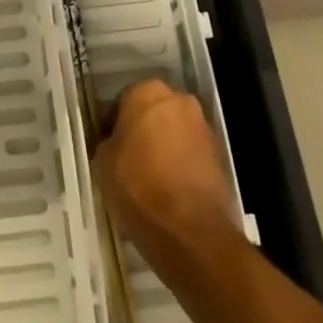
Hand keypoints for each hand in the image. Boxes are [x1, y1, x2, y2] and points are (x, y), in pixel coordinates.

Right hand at [94, 79, 241, 271]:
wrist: (190, 230)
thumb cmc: (138, 186)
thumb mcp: (102, 162)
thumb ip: (108, 142)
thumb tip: (116, 144)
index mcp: (147, 92)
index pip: (121, 101)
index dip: (111, 126)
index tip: (107, 148)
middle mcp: (179, 100)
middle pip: (152, 113)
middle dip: (141, 132)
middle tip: (126, 161)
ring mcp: (203, 127)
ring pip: (173, 133)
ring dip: (162, 148)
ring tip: (148, 180)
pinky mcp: (220, 156)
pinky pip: (190, 154)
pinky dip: (180, 166)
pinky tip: (167, 191)